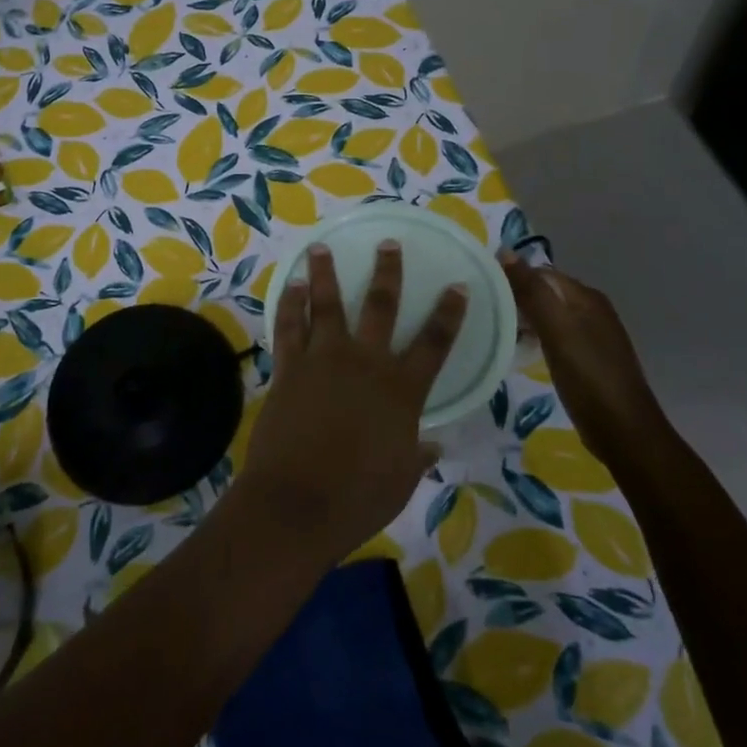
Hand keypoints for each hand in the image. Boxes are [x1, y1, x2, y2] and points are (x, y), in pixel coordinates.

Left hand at [234, 241, 468, 564]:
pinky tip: (290, 286)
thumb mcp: (401, 480)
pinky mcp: (290, 368)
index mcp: (401, 390)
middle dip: (387, 271)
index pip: (434, 342)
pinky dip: (289, 304)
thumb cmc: (358, 499)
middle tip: (388, 243)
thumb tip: (433, 445)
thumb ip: (416, 455)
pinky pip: (289, 327)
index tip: (457, 285)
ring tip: (320, 248)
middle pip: (381, 306)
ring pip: (327, 305)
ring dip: (324, 274)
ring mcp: (324, 360)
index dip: (449, 313)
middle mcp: (365, 363)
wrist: (297, 503)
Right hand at [501, 253, 667, 467]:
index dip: (511, 277)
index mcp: (586, 297)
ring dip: (523, 319)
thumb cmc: (588, 377)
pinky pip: (554, 336)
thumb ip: (532, 291)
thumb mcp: (556, 330)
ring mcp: (591, 336)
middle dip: (515, 298)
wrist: (624, 432)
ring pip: (548, 316)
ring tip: (493, 329)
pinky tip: (519, 350)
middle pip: (545, 293)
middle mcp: (591, 310)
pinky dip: (535, 338)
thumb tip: (505, 251)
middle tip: (482, 312)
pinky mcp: (586, 359)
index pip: (540, 273)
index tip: (480, 291)